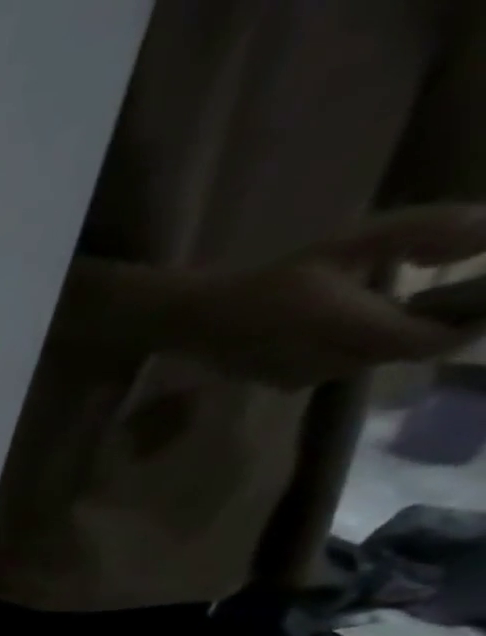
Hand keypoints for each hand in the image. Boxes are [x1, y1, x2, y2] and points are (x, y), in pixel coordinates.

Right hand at [182, 206, 485, 387]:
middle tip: (446, 297)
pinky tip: (343, 330)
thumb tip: (485, 236)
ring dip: (389, 339)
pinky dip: (355, 349)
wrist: (198, 320)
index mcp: (346, 325)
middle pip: (402, 351)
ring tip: (391, 310)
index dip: (466, 326)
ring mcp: (306, 378)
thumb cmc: (273, 277)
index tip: (483, 302)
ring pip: (371, 361)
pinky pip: (340, 368)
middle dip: (429, 328)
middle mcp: (329, 361)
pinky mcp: (288, 384)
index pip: (428, 340)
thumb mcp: (349, 240)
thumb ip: (422, 231)